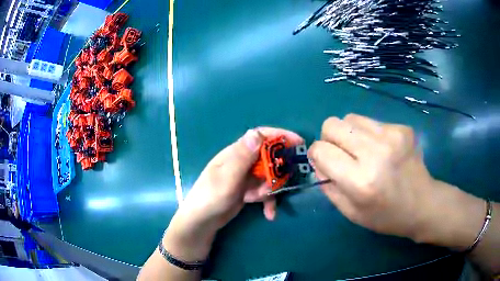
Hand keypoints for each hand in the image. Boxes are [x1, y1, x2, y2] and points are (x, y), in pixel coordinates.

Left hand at [164, 128, 302, 260]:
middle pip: (268, 158)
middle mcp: (242, 162)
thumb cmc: (210, 198)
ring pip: (269, 177)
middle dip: (276, 172)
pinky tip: (269, 214)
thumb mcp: (226, 178)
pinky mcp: (248, 191)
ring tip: (260, 201)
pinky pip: (265, 192)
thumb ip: (242, 157)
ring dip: (270, 190)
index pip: (260, 136)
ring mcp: (245, 177)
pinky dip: (269, 202)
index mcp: (235, 153)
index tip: (298, 142)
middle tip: (277, 185)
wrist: (202, 222)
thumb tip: (256, 133)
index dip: (280, 136)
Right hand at [308, 114, 438, 239]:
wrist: (423, 204)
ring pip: (350, 118)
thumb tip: (317, 160)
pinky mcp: (402, 127)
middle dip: (329, 138)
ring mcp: (391, 135)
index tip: (325, 162)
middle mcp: (375, 152)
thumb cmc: (385, 216)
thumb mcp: (350, 212)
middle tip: (342, 154)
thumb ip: (328, 186)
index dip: (317, 155)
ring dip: (349, 134)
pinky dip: (369, 134)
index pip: (321, 150)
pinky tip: (382, 150)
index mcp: (360, 181)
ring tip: (362, 151)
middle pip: (332, 125)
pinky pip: (371, 122)